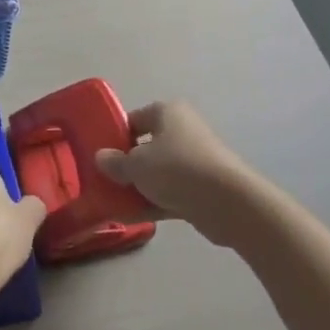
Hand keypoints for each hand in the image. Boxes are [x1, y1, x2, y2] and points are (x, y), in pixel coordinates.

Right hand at [96, 101, 264, 247]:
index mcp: (168, 112)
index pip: (134, 119)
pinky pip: (171, 192)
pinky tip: (131, 217)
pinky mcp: (203, 189)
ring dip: (138, 187)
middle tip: (105, 180)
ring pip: (158, 172)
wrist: (228, 203)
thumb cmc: (177, 169)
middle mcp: (183, 131)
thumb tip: (101, 158)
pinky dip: (153, 202)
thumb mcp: (136, 165)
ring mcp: (195, 161)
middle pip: (146, 147)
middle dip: (127, 165)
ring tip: (113, 203)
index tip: (101, 155)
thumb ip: (115, 162)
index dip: (115, 135)